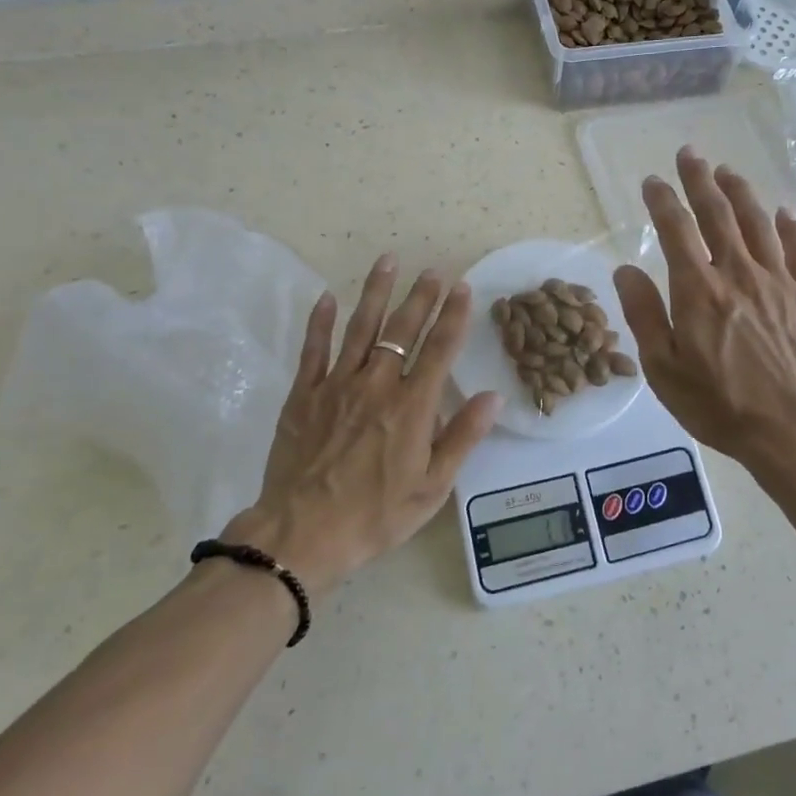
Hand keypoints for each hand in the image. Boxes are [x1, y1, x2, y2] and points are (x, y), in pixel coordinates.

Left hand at [223, 256, 500, 595]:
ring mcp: (336, 386)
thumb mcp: (432, 487)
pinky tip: (329, 298)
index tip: (462, 288)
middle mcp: (377, 385)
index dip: (453, 316)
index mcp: (412, 407)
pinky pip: (313, 350)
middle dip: (420, 297)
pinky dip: (321, 322)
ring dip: (376, 293)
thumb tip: (492, 397)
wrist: (302, 534)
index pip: (439, 350)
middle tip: (432, 271)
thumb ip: (462, 437)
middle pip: (402, 330)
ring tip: (387, 261)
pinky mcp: (303, 395)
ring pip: (360, 328)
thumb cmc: (375, 515)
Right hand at [613, 148, 795, 478]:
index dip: (662, 200)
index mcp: (698, 289)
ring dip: (741, 192)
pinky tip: (784, 214)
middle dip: (700, 180)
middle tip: (690, 154)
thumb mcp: (664, 369)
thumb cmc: (720, 404)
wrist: (795, 429)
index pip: (675, 229)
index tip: (652, 181)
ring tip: (728, 172)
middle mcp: (738, 273)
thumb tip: (624, 268)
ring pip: (758, 222)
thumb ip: (644, 314)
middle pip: (717, 213)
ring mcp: (777, 281)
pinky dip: (790, 228)